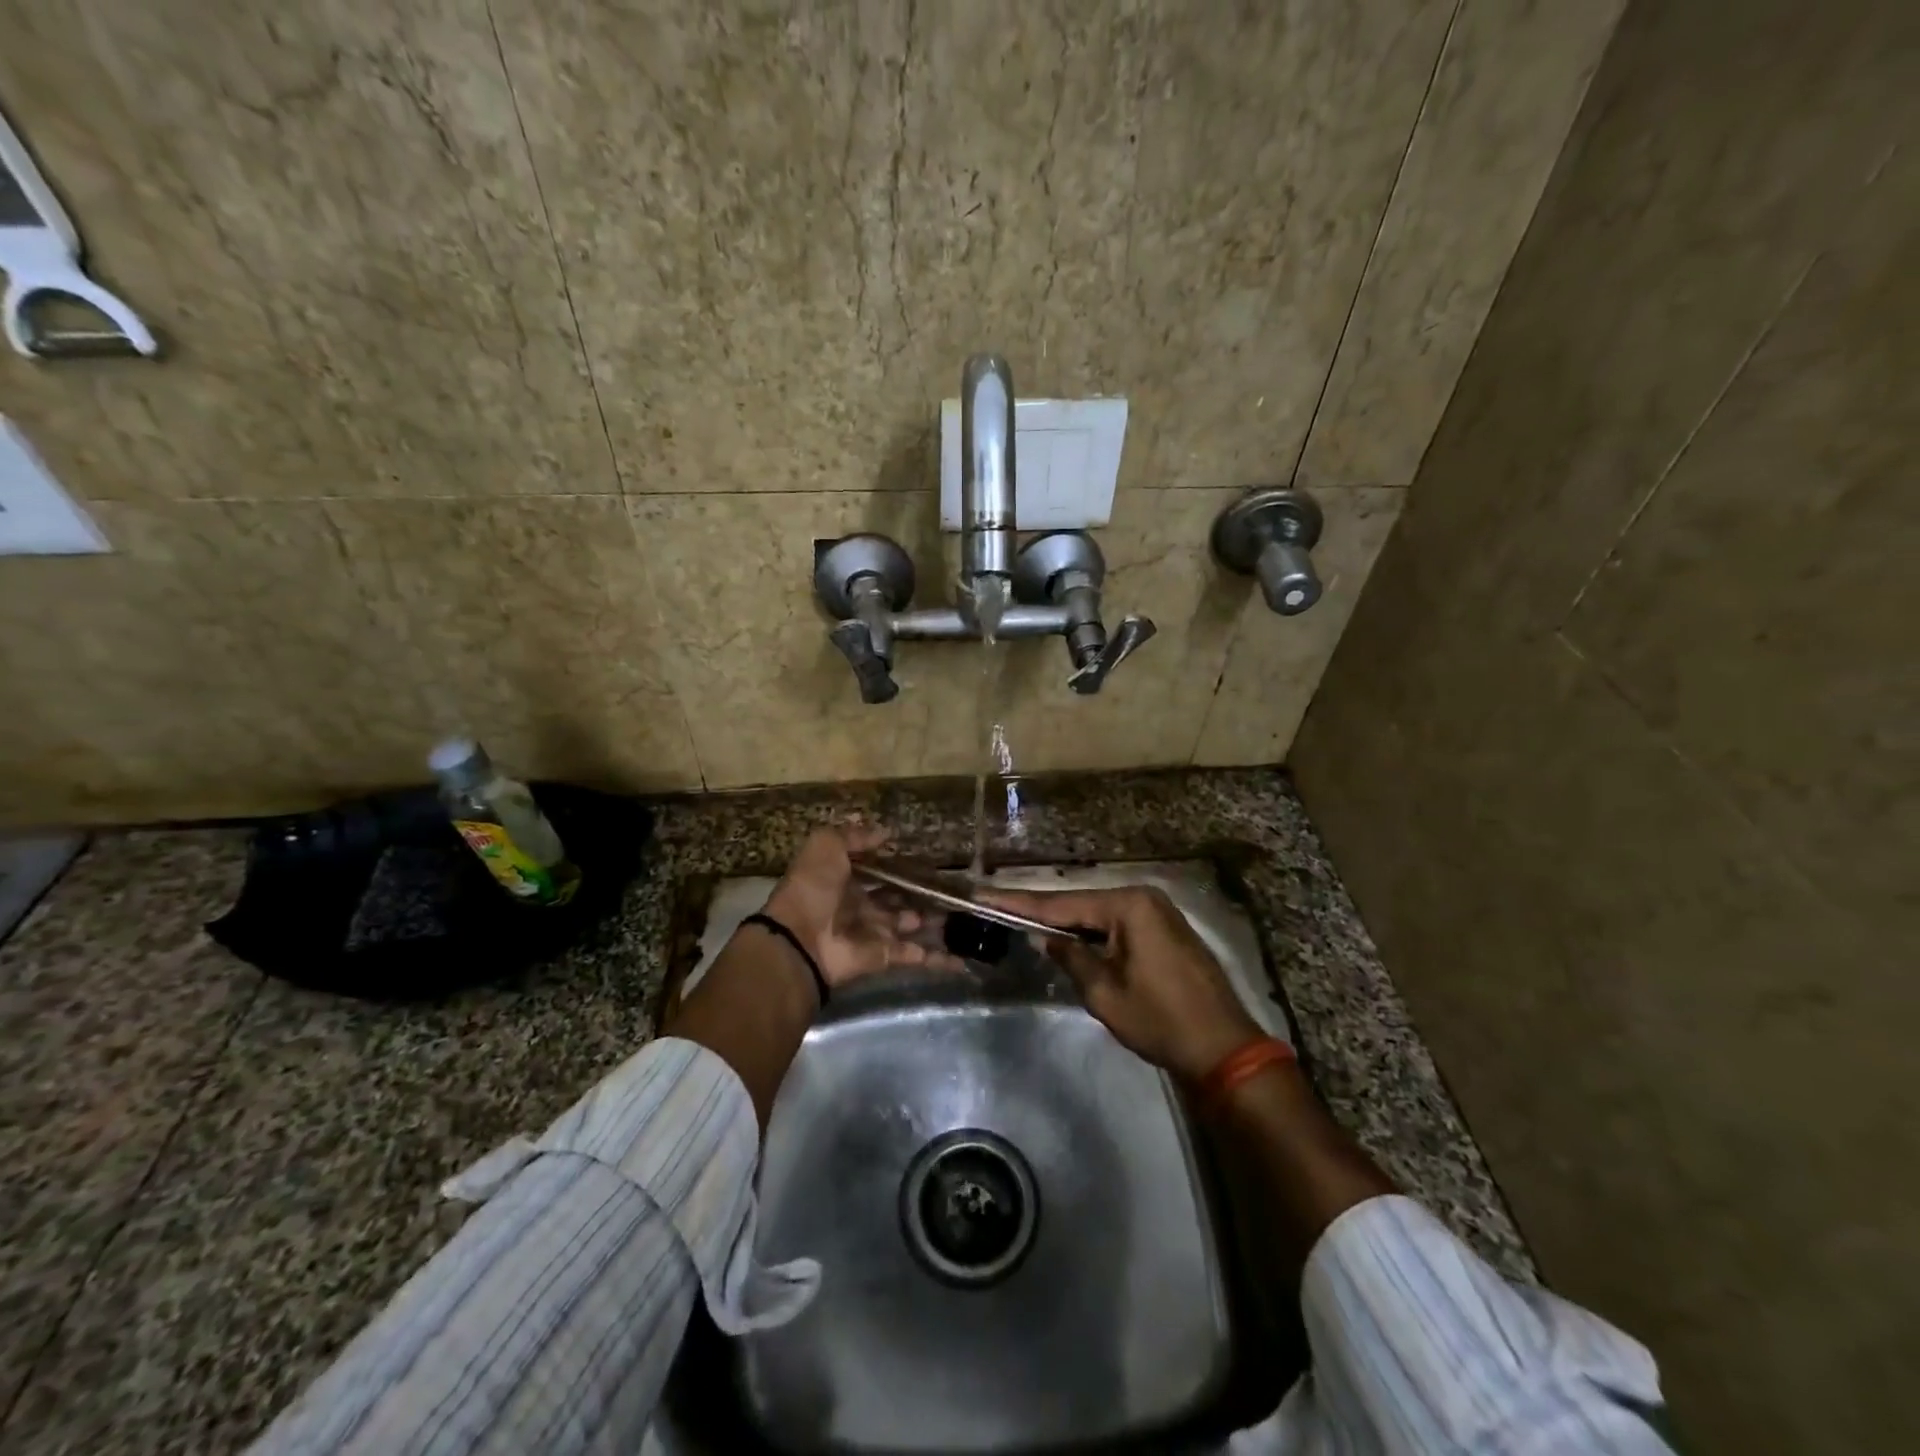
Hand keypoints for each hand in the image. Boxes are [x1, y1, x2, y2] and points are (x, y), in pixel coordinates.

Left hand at [763, 826, 958, 987]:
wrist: (800, 940)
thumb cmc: (812, 887)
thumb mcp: (826, 846)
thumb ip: (855, 836)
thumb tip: (886, 831)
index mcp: (844, 879)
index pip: (877, 870)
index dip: (899, 864)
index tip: (928, 858)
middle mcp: (860, 906)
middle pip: (896, 898)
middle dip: (920, 893)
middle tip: (951, 885)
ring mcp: (873, 932)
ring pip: (909, 924)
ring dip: (933, 921)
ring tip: (963, 912)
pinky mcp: (884, 956)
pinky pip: (914, 956)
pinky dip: (937, 959)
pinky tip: (962, 957)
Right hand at [980, 885, 1261, 1079]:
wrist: (1224, 1048)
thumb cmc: (1161, 1020)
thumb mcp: (1105, 994)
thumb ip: (1071, 957)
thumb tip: (1046, 938)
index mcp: (1128, 906)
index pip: (1061, 904)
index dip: (1020, 904)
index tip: (986, 895)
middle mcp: (1143, 897)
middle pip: (1080, 904)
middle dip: (1041, 910)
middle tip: (998, 906)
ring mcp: (1158, 911)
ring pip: (1098, 914)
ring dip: (1066, 922)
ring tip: (1022, 919)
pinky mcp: (1165, 929)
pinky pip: (1117, 924)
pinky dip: (1092, 932)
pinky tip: (1066, 936)